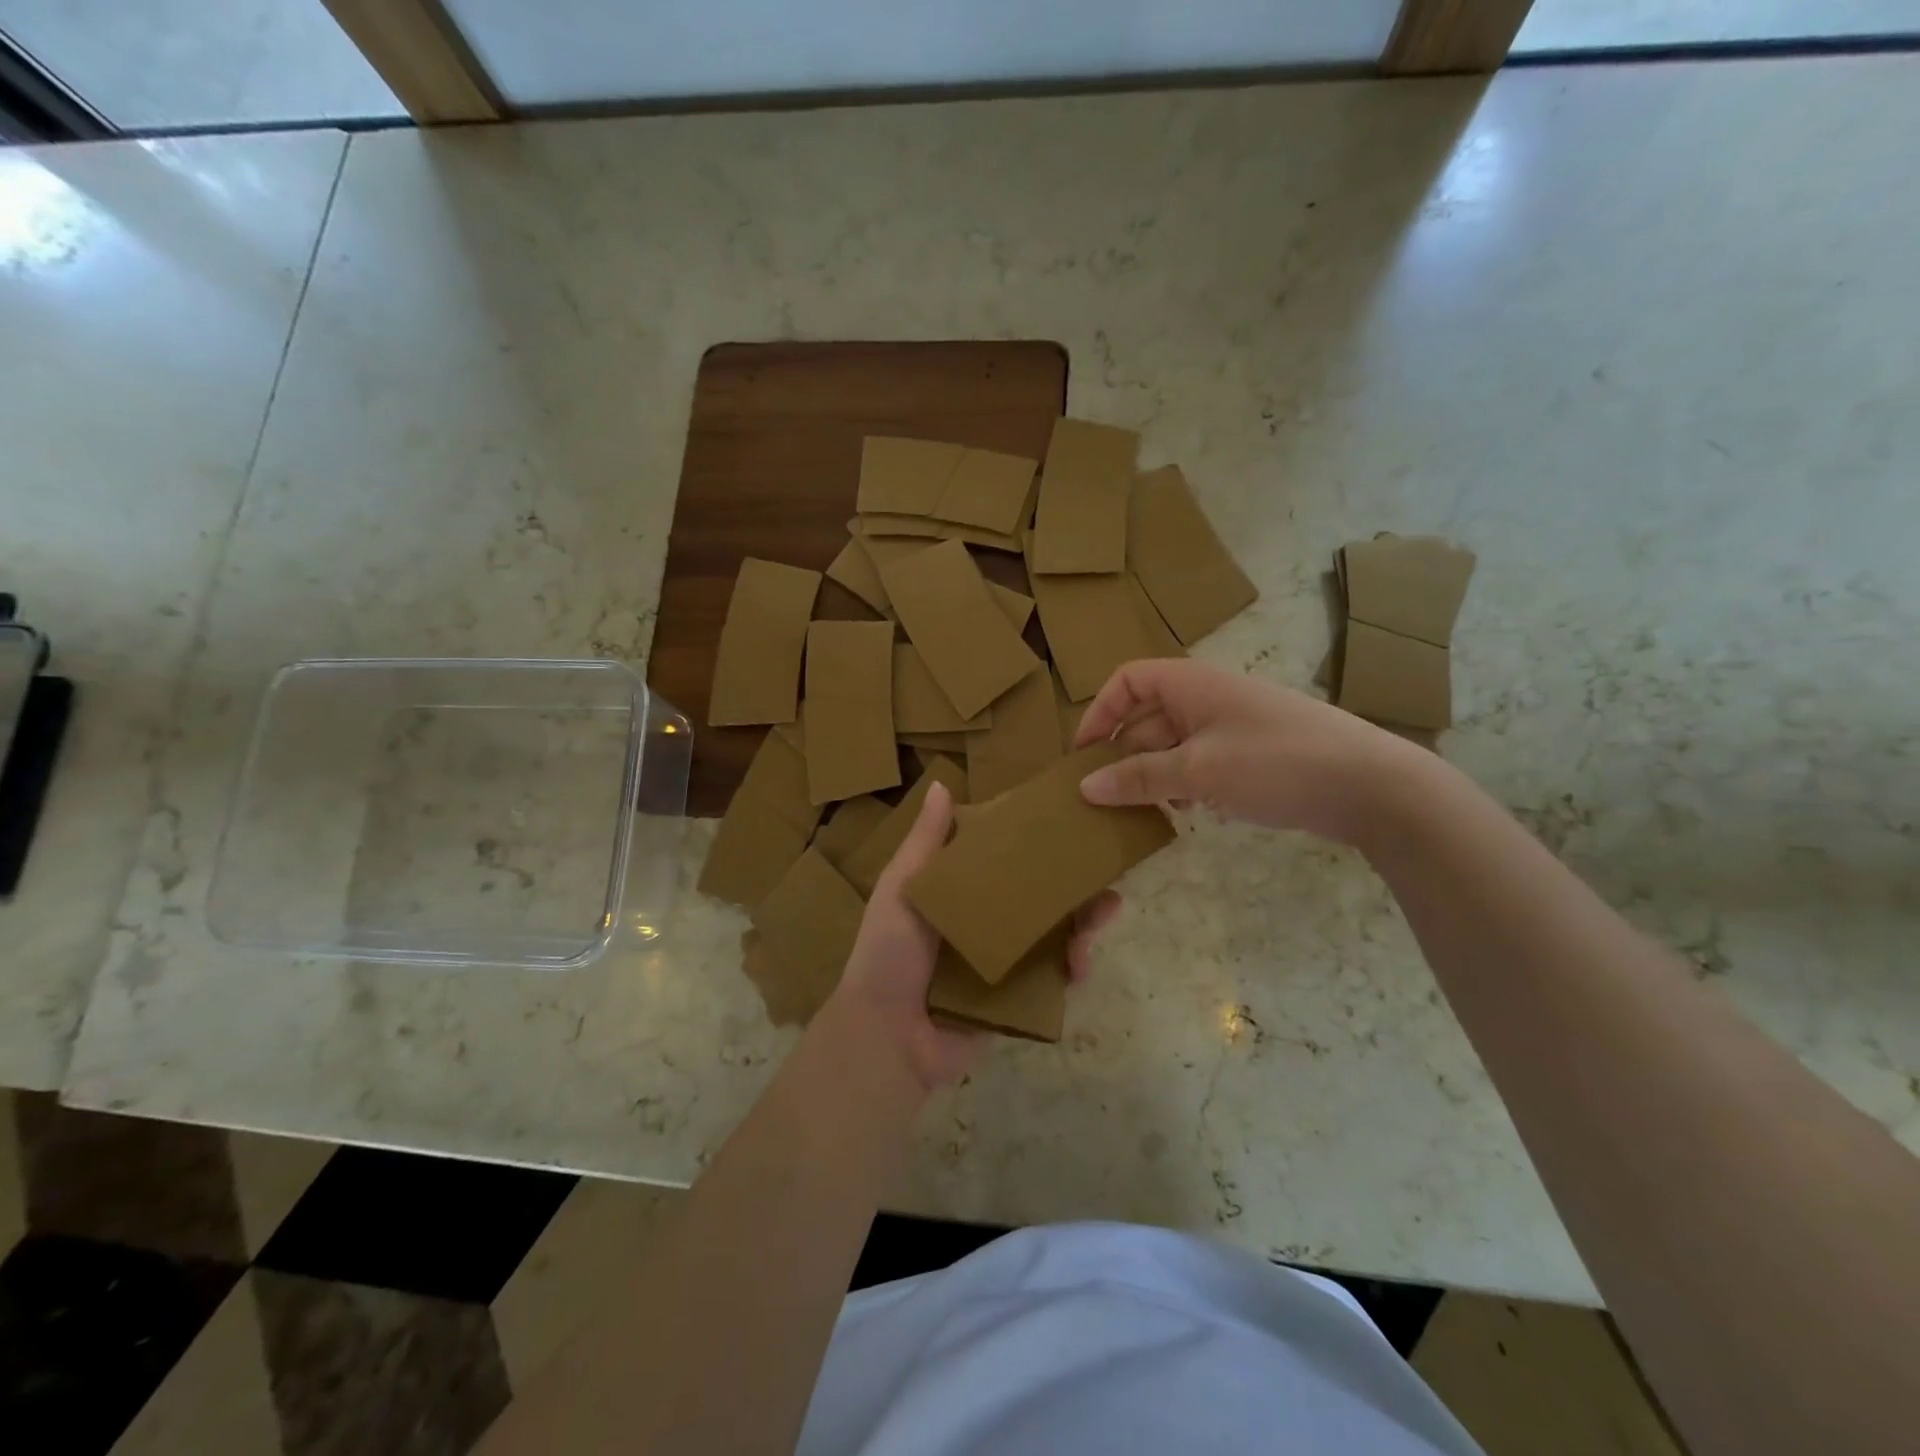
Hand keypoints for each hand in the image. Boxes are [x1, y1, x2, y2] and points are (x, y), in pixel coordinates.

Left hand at [826, 782, 1124, 1092]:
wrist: (887, 1035)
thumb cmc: (889, 952)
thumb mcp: (902, 888)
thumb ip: (925, 842)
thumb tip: (941, 784)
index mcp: (961, 892)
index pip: (1004, 859)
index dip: (1033, 842)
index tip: (1066, 818)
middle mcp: (988, 921)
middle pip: (1039, 894)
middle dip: (1073, 880)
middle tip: (1102, 866)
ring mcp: (1007, 960)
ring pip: (1056, 932)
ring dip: (1084, 920)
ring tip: (1105, 910)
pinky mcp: (1020, 997)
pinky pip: (1056, 977)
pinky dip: (1075, 966)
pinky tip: (1082, 962)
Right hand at [1073, 658, 1419, 843]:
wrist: (1370, 785)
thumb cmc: (1275, 763)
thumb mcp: (1197, 772)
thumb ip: (1138, 778)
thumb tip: (1085, 786)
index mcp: (1190, 684)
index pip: (1126, 681)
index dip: (1099, 713)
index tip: (1083, 755)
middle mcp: (1207, 697)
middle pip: (1146, 717)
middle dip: (1124, 754)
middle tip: (1106, 796)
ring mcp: (1232, 725)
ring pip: (1172, 743)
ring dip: (1153, 774)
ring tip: (1147, 809)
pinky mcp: (1251, 753)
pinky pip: (1199, 761)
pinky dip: (1184, 783)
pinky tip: (1189, 812)